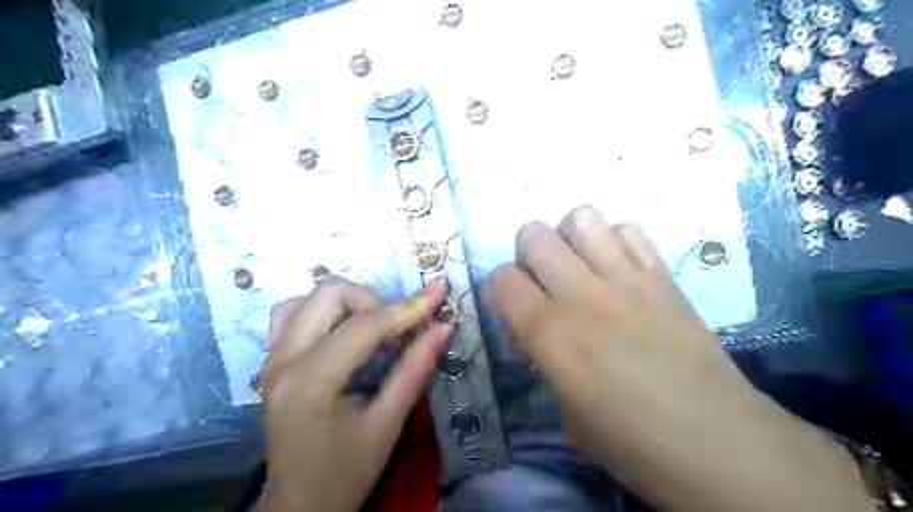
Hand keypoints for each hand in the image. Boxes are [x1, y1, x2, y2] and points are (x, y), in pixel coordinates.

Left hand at [261, 278, 452, 510]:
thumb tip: (443, 327)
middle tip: (396, 329)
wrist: (298, 505)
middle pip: (329, 295)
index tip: (438, 291)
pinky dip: (324, 312)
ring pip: (309, 297)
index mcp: (312, 382)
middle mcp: (284, 360)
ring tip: (372, 329)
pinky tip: (343, 331)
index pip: (364, 326)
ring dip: (348, 303)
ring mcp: (272, 358)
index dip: (407, 307)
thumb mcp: (388, 424)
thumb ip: (414, 370)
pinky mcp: (272, 361)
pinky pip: (293, 314)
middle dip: (372, 301)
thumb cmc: (346, 473)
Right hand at [484, 207, 868, 511]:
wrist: (716, 442)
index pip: (502, 278)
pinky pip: (629, 230)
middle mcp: (581, 295)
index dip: (499, 289)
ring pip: (581, 218)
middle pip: (533, 234)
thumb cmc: (631, 442)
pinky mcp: (662, 276)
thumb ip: (543, 359)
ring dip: (570, 239)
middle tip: (544, 282)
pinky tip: (618, 269)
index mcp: (551, 334)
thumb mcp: (565, 412)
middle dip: (529, 254)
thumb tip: (534, 332)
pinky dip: (614, 241)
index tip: (513, 308)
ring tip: (580, 266)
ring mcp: (625, 279)